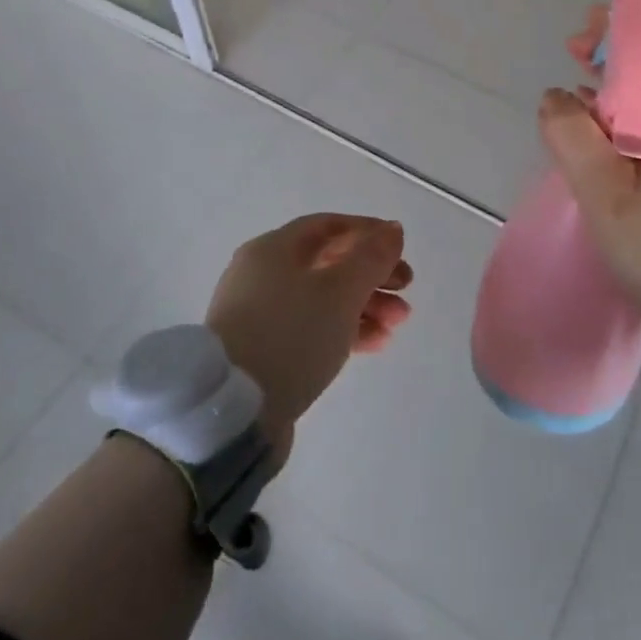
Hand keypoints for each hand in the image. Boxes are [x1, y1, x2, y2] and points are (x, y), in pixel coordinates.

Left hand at [204, 214, 412, 459]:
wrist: (234, 413)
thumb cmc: (291, 335)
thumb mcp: (341, 290)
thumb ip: (372, 257)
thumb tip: (392, 230)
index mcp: (273, 248)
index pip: (328, 226)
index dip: (368, 232)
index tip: (400, 249)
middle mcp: (262, 274)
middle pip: (328, 263)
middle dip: (372, 275)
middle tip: (406, 290)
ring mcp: (260, 314)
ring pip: (323, 299)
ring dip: (364, 305)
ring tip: (397, 324)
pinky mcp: (263, 351)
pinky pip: (311, 328)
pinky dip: (344, 330)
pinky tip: (375, 343)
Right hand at [538, 7, 640, 356]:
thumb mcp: (607, 194)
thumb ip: (573, 138)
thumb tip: (555, 98)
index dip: (619, 32)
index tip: (579, 38)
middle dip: (612, 59)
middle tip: (570, 59)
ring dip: (614, 94)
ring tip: (573, 100)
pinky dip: (621, 126)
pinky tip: (594, 142)